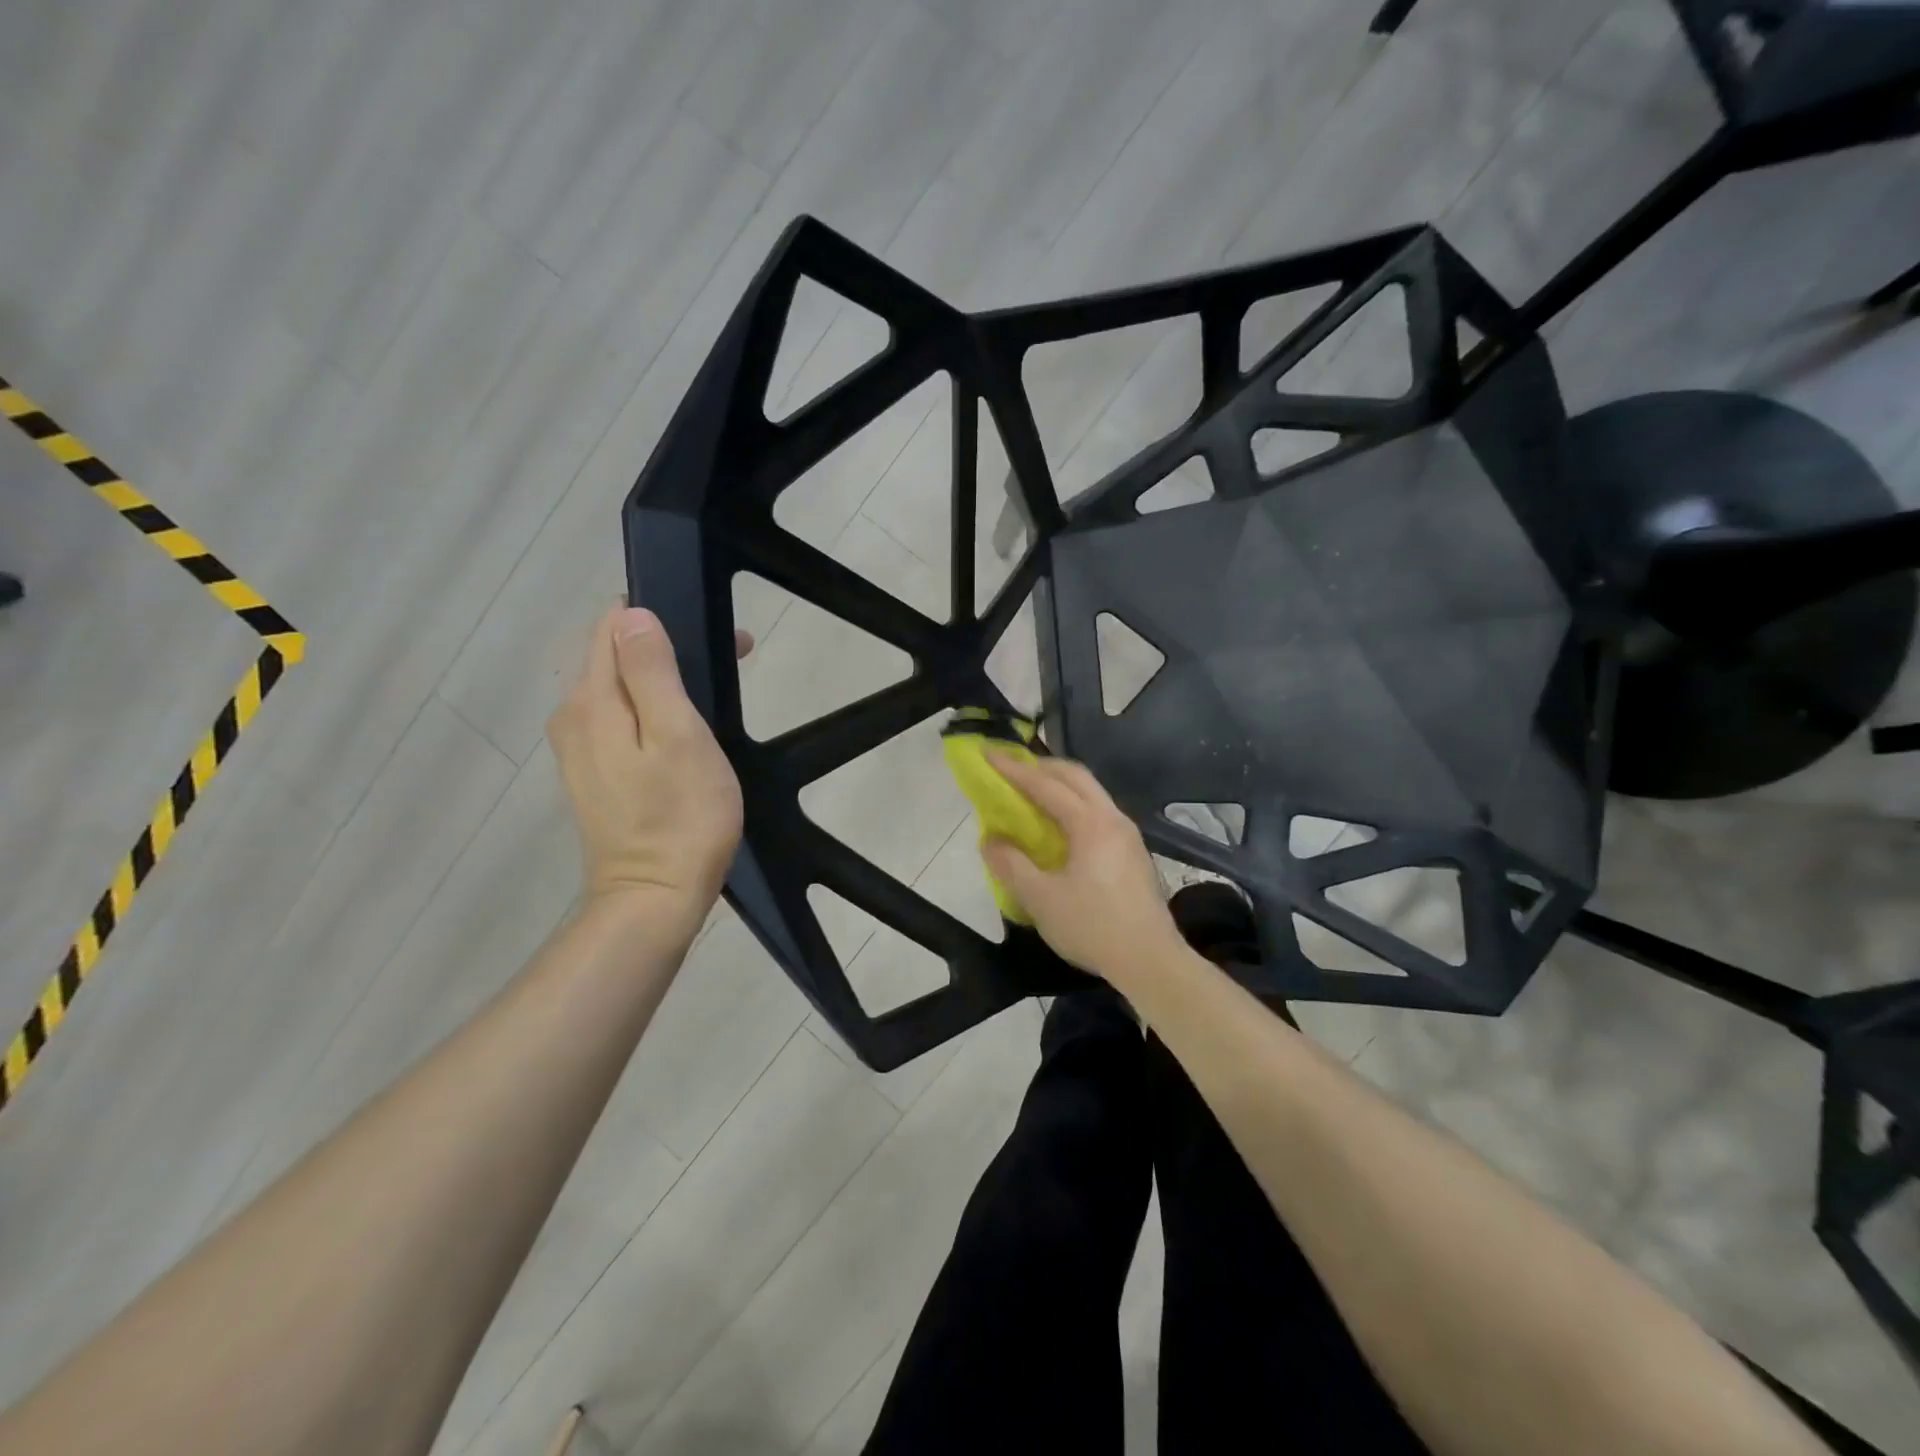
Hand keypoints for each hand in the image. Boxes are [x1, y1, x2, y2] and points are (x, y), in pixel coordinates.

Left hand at [549, 607, 751, 915]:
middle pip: (614, 657)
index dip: (659, 618)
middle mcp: (573, 717)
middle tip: (734, 660)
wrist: (654, 899)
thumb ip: (651, 671)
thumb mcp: (678, 735)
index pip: (611, 627)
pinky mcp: (593, 777)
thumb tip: (633, 616)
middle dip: (667, 647)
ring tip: (714, 696)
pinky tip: (684, 734)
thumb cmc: (680, 815)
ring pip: (619, 691)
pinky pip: (619, 723)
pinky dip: (652, 713)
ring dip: (663, 681)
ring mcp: (578, 750)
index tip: (710, 635)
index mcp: (591, 701)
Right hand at [980, 753, 1185, 985]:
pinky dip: (1073, 805)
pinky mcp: (1133, 852)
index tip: (989, 754)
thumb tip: (990, 839)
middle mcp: (1113, 818)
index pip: (1046, 785)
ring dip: (1060, 785)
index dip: (1014, 769)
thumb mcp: (1041, 899)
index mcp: (1090, 824)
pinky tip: (1059, 826)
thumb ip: (1011, 865)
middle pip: (1076, 776)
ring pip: (1091, 793)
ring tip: (1031, 793)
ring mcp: (1128, 834)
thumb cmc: (1093, 927)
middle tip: (1011, 768)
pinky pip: (1098, 812)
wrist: (1151, 961)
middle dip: (1042, 767)